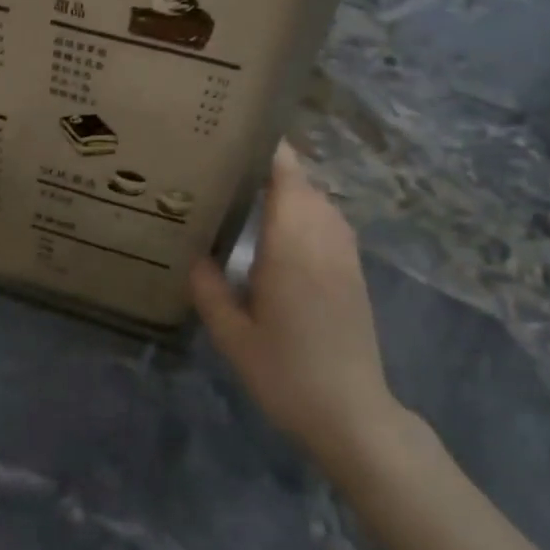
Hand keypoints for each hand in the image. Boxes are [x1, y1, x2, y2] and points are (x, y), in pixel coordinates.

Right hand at [190, 142, 403, 461]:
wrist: (352, 414)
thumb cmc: (287, 374)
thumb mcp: (233, 337)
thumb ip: (209, 291)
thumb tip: (195, 256)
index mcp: (293, 249)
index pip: (288, 180)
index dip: (270, 152)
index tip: (239, 135)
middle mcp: (324, 243)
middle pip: (306, 186)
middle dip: (274, 168)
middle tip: (230, 166)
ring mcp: (345, 258)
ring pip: (323, 204)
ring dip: (294, 190)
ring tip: (254, 191)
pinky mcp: (354, 275)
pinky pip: (333, 225)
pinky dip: (310, 212)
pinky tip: (285, 231)